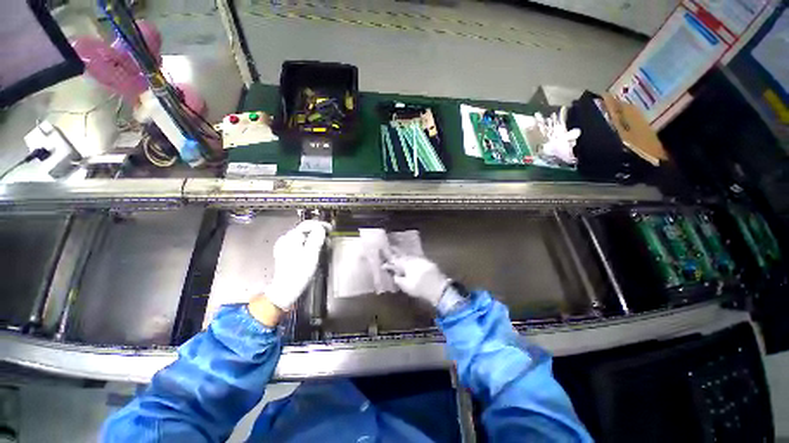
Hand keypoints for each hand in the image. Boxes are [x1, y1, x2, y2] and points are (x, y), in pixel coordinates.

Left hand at [264, 220, 330, 310]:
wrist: (286, 289)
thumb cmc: (299, 272)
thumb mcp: (311, 253)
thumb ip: (316, 237)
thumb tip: (320, 227)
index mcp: (291, 237)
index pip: (308, 224)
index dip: (321, 225)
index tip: (330, 229)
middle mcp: (286, 239)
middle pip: (305, 229)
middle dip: (318, 232)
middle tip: (328, 237)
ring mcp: (284, 246)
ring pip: (303, 236)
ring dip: (314, 238)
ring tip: (323, 244)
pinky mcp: (286, 253)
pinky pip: (299, 243)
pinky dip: (308, 243)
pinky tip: (313, 250)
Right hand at [383, 253, 449, 306]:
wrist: (438, 287)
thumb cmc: (419, 287)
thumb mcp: (405, 286)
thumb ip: (398, 279)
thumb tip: (395, 275)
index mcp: (406, 263)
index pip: (395, 261)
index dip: (389, 263)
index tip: (383, 263)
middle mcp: (413, 259)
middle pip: (403, 256)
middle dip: (396, 253)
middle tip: (391, 249)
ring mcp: (421, 260)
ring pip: (410, 257)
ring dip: (405, 256)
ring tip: (400, 256)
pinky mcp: (428, 263)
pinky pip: (417, 259)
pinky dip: (413, 260)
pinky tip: (412, 262)